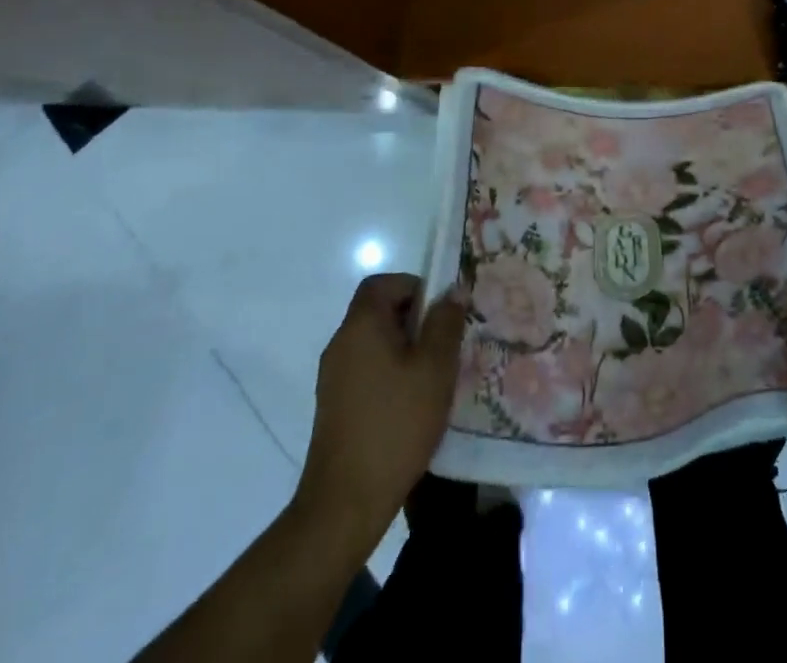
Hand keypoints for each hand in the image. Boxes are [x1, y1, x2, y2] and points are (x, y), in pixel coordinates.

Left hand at [293, 272, 465, 547]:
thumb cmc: (395, 424)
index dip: (414, 286)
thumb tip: (452, 290)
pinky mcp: (335, 407)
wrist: (344, 504)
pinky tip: (413, 404)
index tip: (440, 312)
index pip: (382, 283)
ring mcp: (333, 378)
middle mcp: (341, 344)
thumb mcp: (434, 368)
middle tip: (446, 344)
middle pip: (379, 312)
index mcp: (361, 326)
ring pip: (375, 343)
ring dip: (405, 349)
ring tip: (435, 376)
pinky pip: (367, 371)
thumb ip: (445, 323)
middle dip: (415, 320)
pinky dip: (391, 374)